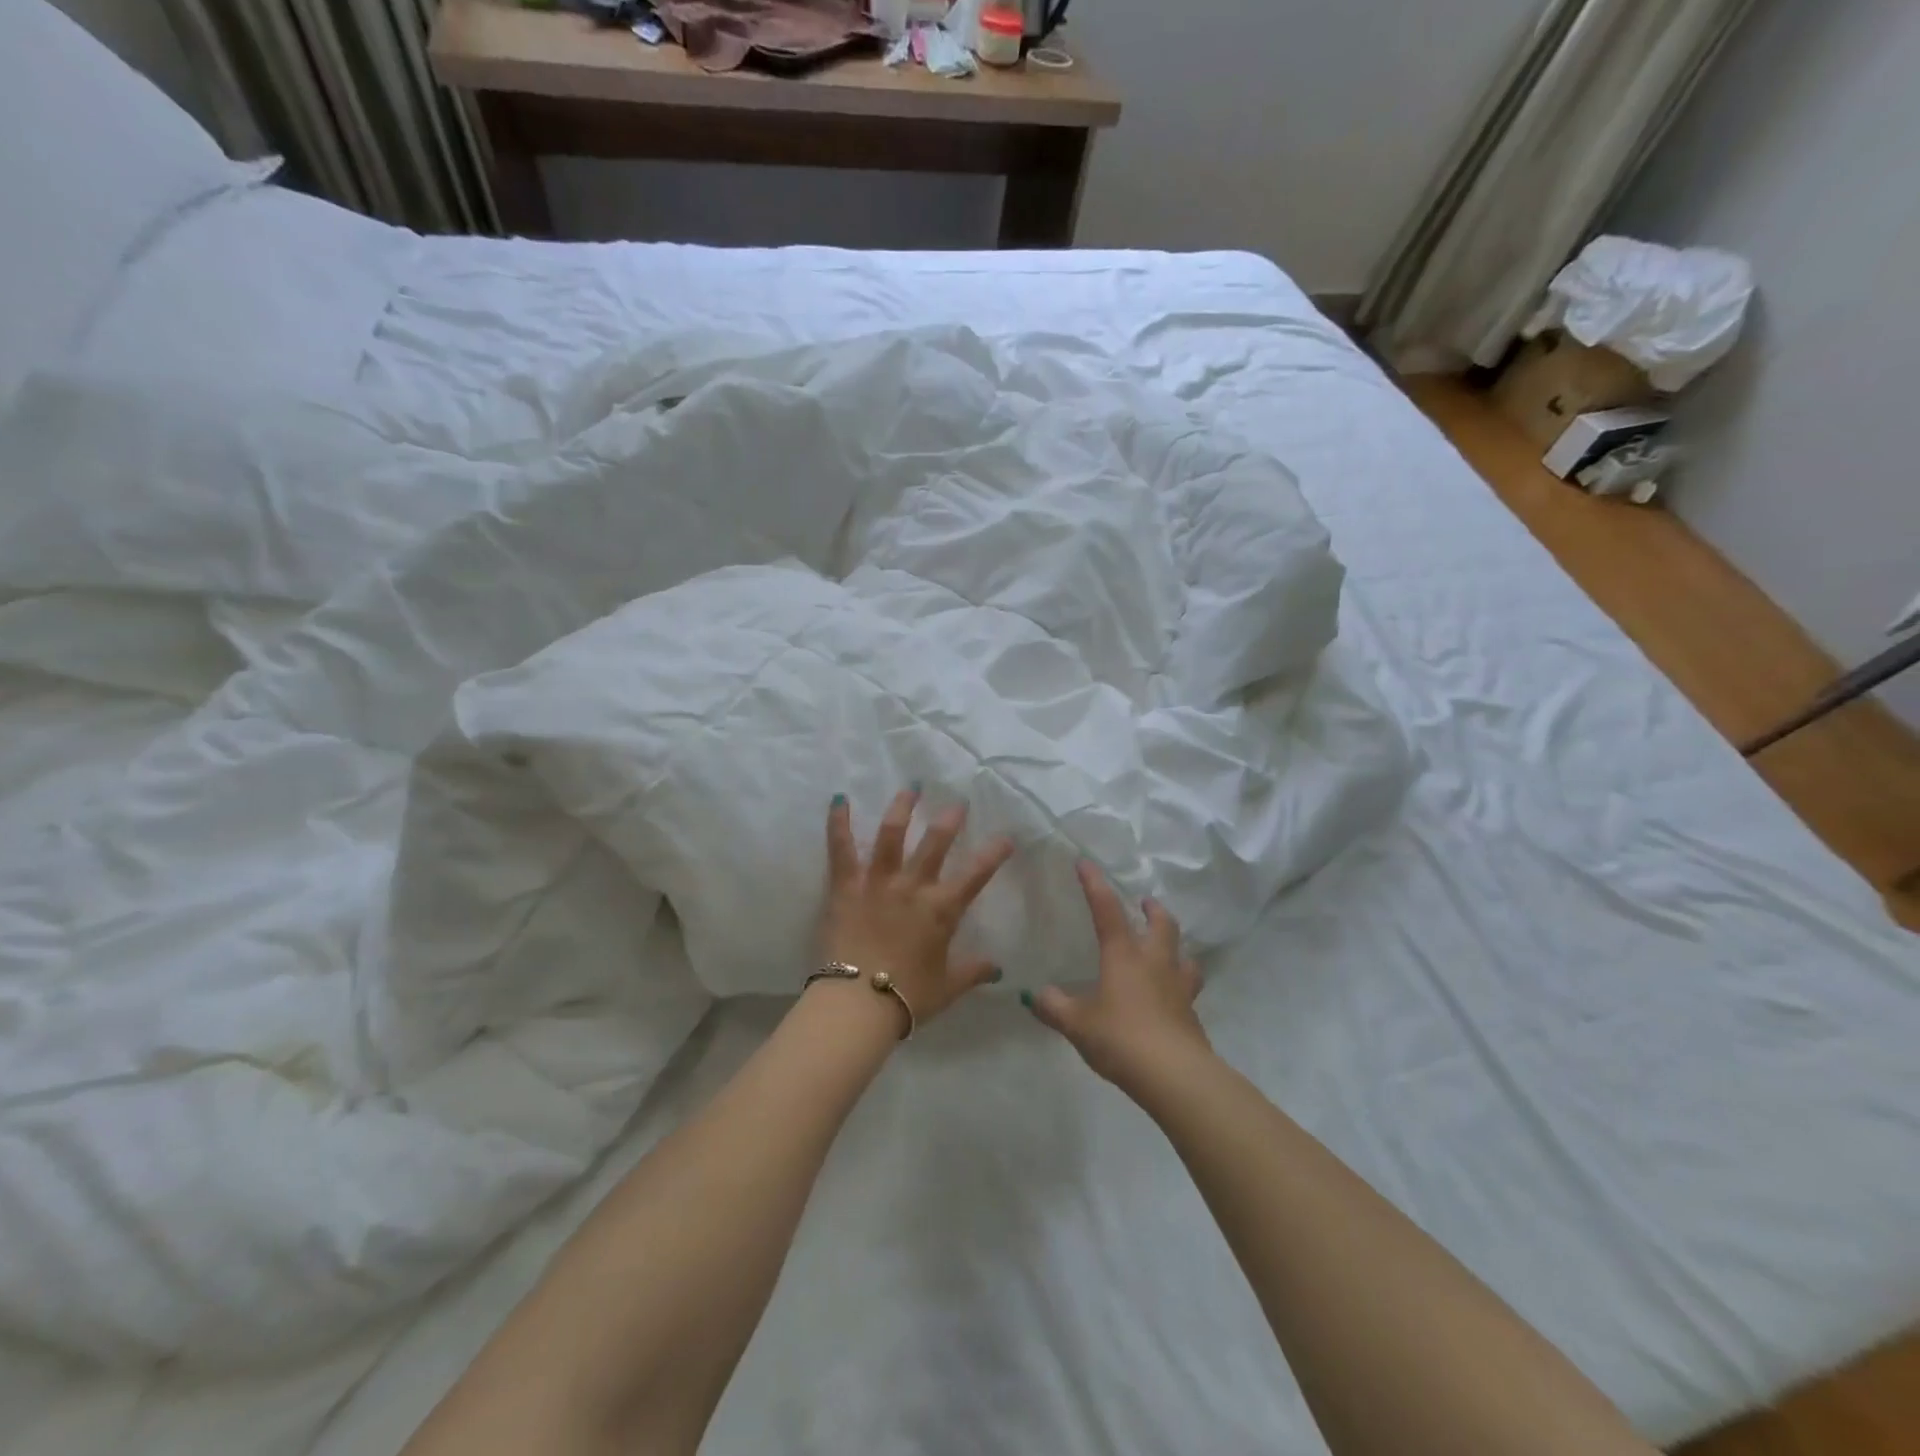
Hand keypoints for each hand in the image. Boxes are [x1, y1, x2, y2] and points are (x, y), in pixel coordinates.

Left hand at [820, 788, 1014, 1030]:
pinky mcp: (846, 887)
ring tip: (910, 789)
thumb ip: (973, 971)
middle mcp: (913, 887)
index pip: (975, 875)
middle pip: (935, 843)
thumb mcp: (948, 987)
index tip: (1006, 837)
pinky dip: (839, 823)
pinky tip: (839, 800)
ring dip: (902, 808)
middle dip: (949, 819)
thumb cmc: (907, 997)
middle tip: (957, 803)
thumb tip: (999, 970)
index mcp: (941, 910)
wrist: (858, 1004)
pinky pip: (841, 849)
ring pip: (892, 835)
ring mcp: (878, 882)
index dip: (993, 854)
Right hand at [1026, 861, 1210, 1092]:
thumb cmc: (1120, 1038)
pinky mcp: (1191, 1015)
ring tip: (1167, 948)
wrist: (1174, 1075)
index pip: (1106, 909)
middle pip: (1162, 925)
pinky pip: (1188, 989)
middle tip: (1145, 903)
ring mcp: (1178, 988)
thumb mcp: (1077, 1024)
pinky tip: (1170, 996)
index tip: (1085, 863)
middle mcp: (1154, 963)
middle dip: (1152, 910)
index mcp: (1123, 955)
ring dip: (1175, 946)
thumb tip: (1036, 995)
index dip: (1094, 884)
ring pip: (1184, 956)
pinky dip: (1180, 983)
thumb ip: (1054, 1007)